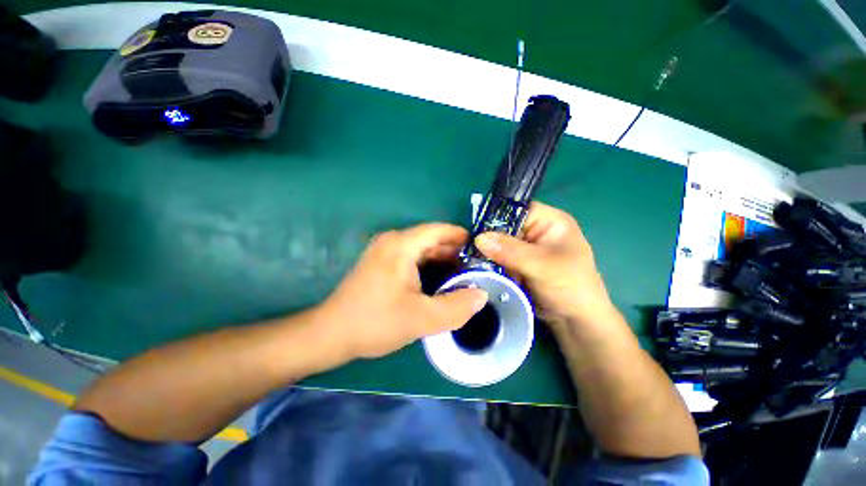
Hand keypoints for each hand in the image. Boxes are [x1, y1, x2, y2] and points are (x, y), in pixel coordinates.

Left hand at [318, 224, 488, 359]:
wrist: (331, 334)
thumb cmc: (375, 322)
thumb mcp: (422, 319)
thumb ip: (456, 307)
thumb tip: (482, 294)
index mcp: (401, 245)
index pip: (439, 230)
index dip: (462, 237)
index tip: (481, 250)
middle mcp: (392, 241)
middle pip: (431, 239)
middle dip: (454, 251)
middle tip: (476, 268)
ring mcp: (384, 251)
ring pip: (422, 249)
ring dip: (442, 260)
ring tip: (463, 275)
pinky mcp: (381, 263)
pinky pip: (411, 258)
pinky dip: (428, 266)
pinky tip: (439, 281)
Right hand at [474, 202, 614, 331]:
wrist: (574, 320)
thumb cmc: (570, 286)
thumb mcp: (542, 266)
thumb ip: (511, 251)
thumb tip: (479, 238)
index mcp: (549, 221)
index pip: (516, 209)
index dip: (496, 217)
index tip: (475, 230)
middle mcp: (535, 231)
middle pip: (504, 227)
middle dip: (488, 238)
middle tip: (468, 248)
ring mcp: (525, 249)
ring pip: (498, 244)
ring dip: (486, 253)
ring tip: (470, 260)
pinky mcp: (517, 263)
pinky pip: (498, 258)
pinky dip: (489, 264)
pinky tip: (478, 268)